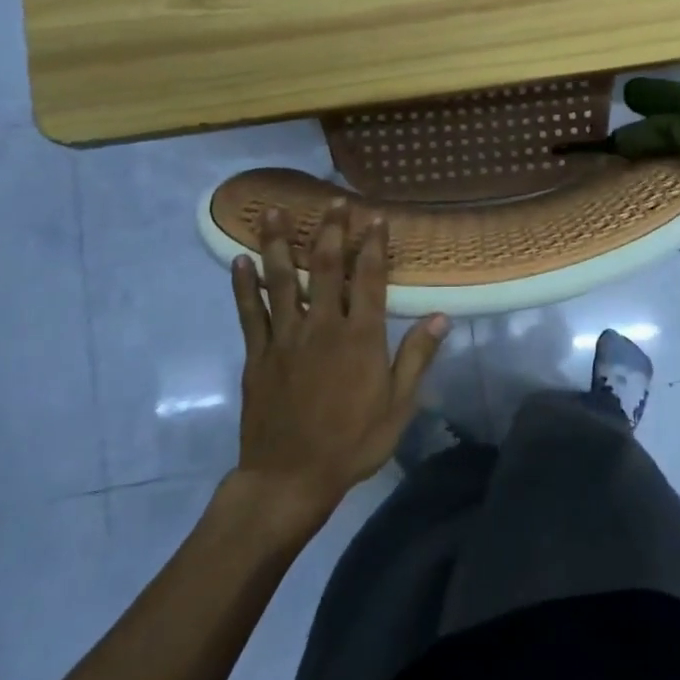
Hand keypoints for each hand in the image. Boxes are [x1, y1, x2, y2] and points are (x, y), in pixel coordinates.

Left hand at [230, 201, 448, 521]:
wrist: (290, 477)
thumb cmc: (353, 443)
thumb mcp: (398, 406)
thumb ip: (417, 357)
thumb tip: (441, 317)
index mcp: (361, 338)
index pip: (370, 279)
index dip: (373, 245)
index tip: (375, 218)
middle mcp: (323, 327)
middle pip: (326, 268)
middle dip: (331, 232)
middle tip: (334, 201)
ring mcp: (286, 338)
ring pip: (282, 280)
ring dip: (280, 243)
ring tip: (274, 211)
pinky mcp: (258, 354)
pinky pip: (249, 312)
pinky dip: (243, 285)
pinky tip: (239, 260)